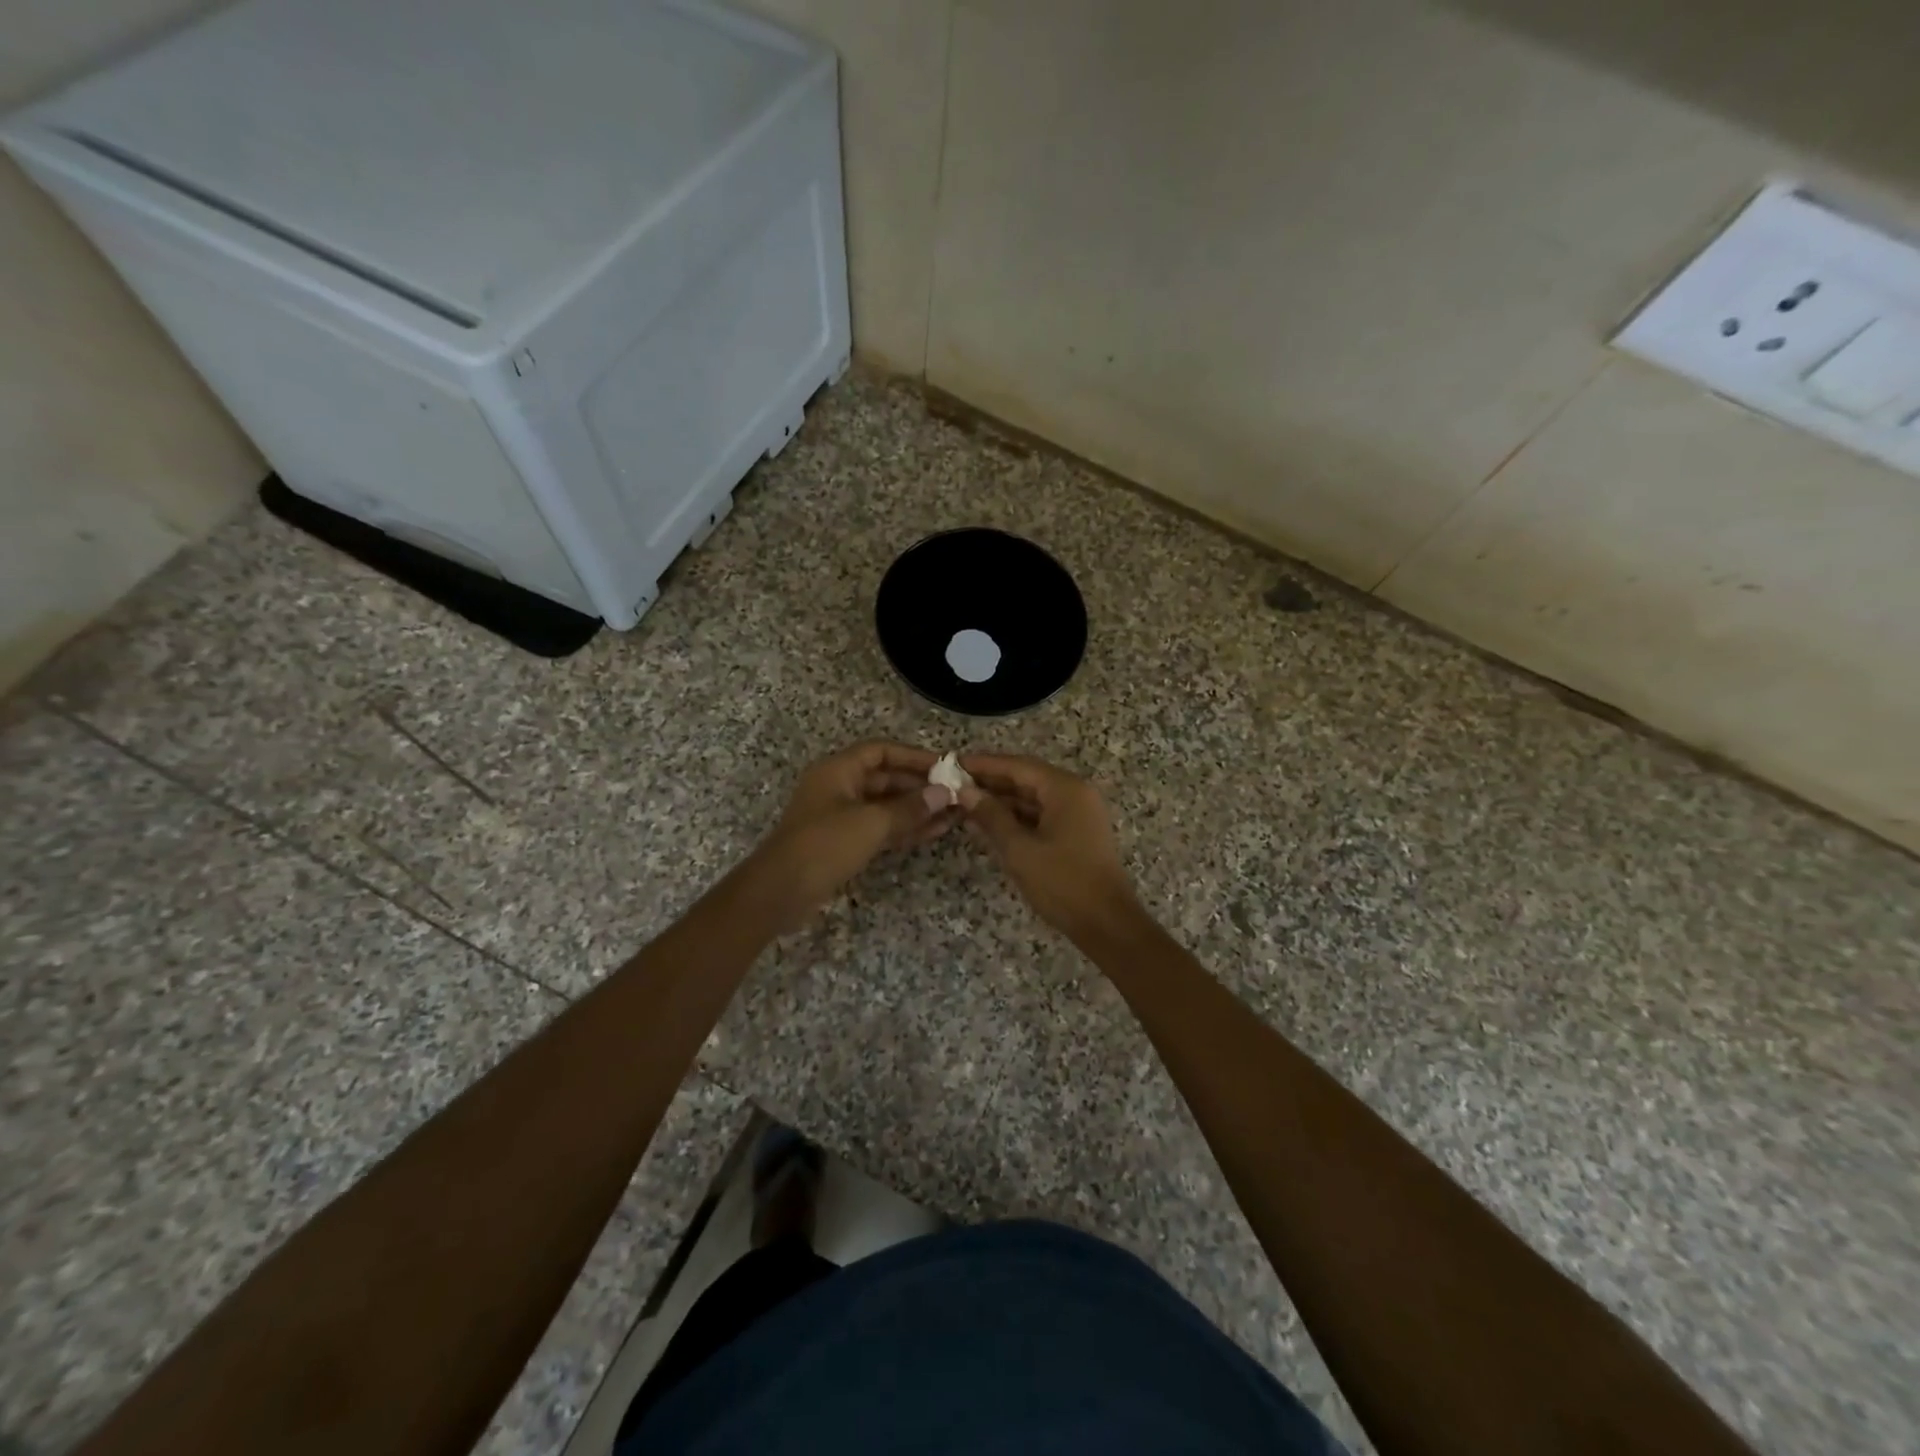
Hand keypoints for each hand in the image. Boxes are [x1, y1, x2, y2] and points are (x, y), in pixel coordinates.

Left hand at [742, 741, 958, 930]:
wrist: (780, 893)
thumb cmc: (824, 846)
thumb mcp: (871, 823)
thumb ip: (909, 807)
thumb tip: (944, 794)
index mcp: (838, 770)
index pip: (881, 751)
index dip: (913, 756)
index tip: (945, 766)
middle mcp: (839, 787)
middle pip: (886, 778)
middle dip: (920, 786)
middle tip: (956, 794)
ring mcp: (841, 816)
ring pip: (886, 805)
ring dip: (917, 809)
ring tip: (954, 814)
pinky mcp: (844, 842)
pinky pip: (881, 827)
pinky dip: (905, 828)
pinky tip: (934, 832)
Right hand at [958, 753, 1138, 940]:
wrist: (1106, 924)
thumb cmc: (1062, 883)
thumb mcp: (1019, 850)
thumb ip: (991, 816)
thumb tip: (965, 792)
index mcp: (1065, 789)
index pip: (1017, 766)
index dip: (983, 764)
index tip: (952, 763)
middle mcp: (1075, 793)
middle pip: (1026, 778)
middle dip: (990, 782)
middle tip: (952, 783)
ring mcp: (1078, 813)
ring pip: (1032, 798)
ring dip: (1000, 801)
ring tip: (963, 803)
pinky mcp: (1076, 833)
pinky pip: (1041, 815)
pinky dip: (1015, 818)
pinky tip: (987, 824)